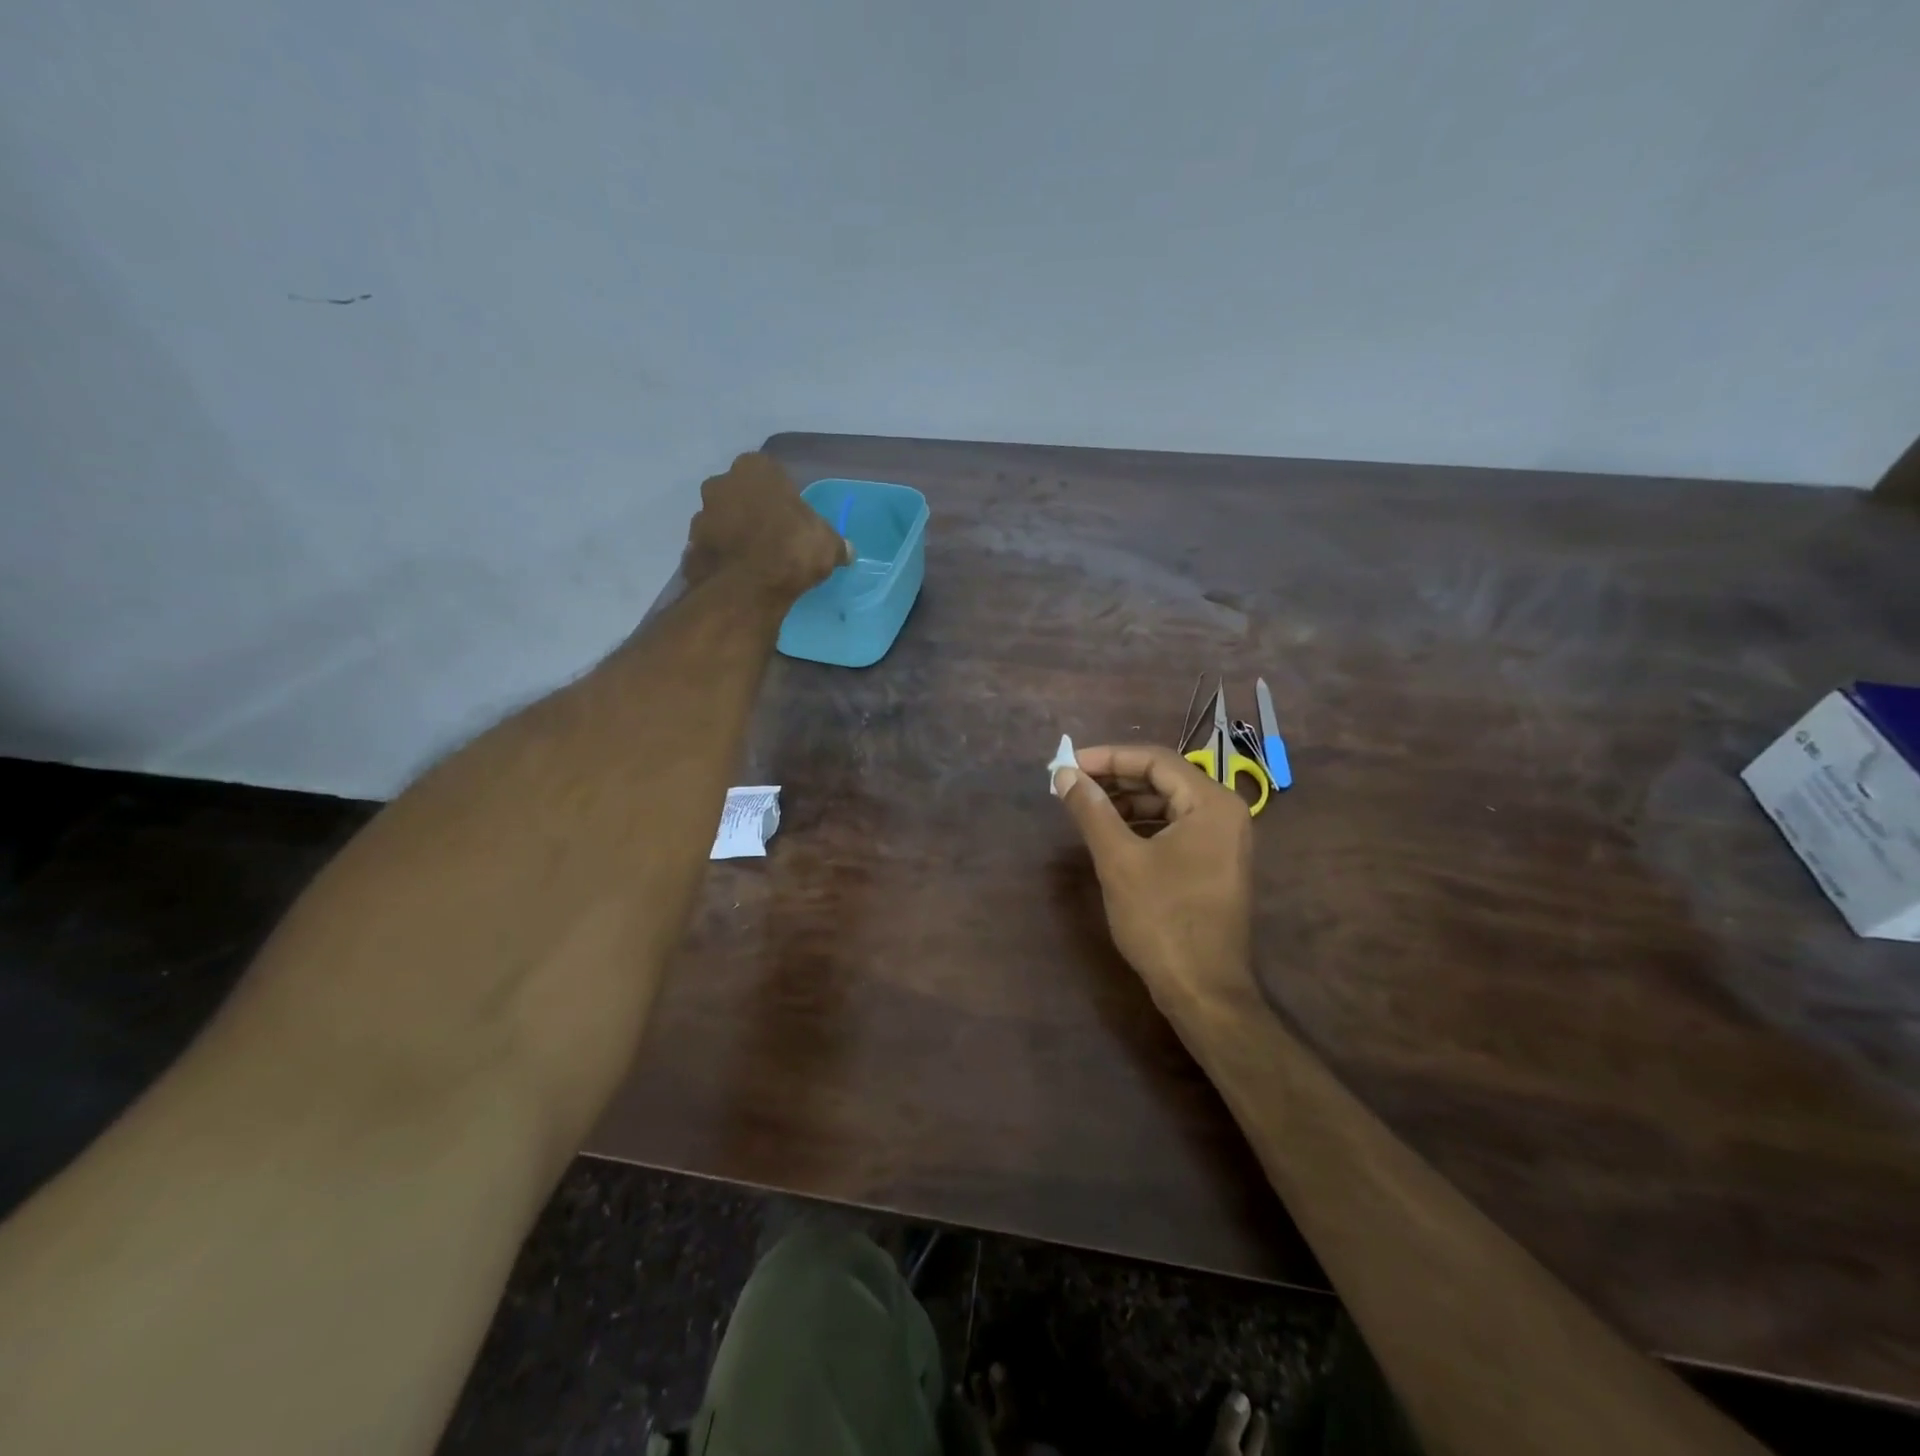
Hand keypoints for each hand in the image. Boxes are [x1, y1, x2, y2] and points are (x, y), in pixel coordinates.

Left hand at [683, 452, 850, 596]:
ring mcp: (700, 515)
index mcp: (755, 469)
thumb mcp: (827, 545)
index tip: (793, 516)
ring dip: (736, 534)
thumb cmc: (791, 550)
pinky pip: (713, 548)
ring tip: (757, 561)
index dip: (782, 495)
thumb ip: (835, 543)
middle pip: (741, 494)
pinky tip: (741, 575)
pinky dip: (724, 558)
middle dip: (754, 510)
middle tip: (775, 537)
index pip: (770, 472)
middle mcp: (721, 483)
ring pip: (723, 520)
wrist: (746, 590)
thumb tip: (846, 550)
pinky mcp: (690, 547)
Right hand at [1054, 744, 1254, 1008]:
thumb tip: (1065, 774)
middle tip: (1072, 785)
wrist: (1203, 991)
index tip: (1069, 764)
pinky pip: (1176, 828)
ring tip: (1086, 808)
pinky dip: (1143, 825)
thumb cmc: (1162, 920)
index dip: (1108, 757)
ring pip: (1169, 804)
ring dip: (1127, 802)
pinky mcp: (1216, 864)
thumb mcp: (1119, 860)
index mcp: (1211, 803)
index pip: (1155, 760)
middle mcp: (1226, 813)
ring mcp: (1224, 841)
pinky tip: (1113, 835)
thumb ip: (1091, 810)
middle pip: (1164, 779)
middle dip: (1115, 779)